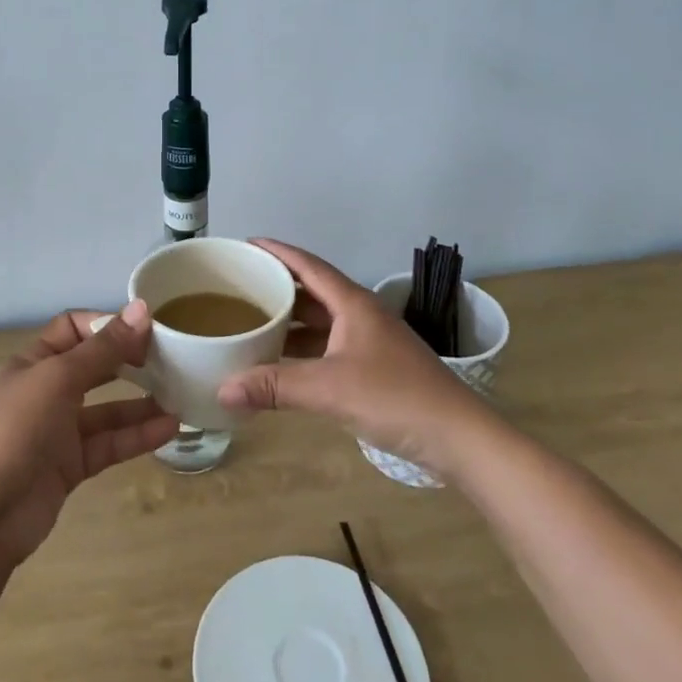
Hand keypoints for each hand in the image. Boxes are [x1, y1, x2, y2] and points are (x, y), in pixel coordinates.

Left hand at [0, 300, 178, 565]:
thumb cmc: (13, 431)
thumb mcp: (58, 379)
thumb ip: (103, 348)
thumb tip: (142, 309)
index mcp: (33, 362)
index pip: (74, 329)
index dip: (108, 325)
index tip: (147, 329)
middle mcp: (46, 391)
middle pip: (95, 367)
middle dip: (130, 362)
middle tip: (172, 360)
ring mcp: (58, 431)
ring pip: (107, 409)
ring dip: (142, 402)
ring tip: (182, 396)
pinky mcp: (70, 467)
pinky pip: (109, 443)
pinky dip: (137, 436)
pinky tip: (170, 428)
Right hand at [215, 239, 498, 478]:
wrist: (459, 437)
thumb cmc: (396, 398)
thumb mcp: (329, 389)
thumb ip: (275, 386)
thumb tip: (222, 389)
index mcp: (353, 304)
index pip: (309, 265)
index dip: (278, 251)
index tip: (247, 244)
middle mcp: (362, 315)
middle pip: (313, 291)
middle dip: (278, 287)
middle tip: (240, 288)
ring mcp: (371, 342)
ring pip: (322, 322)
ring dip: (291, 322)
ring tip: (252, 324)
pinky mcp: (376, 368)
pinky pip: (330, 347)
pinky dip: (305, 351)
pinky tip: (283, 365)